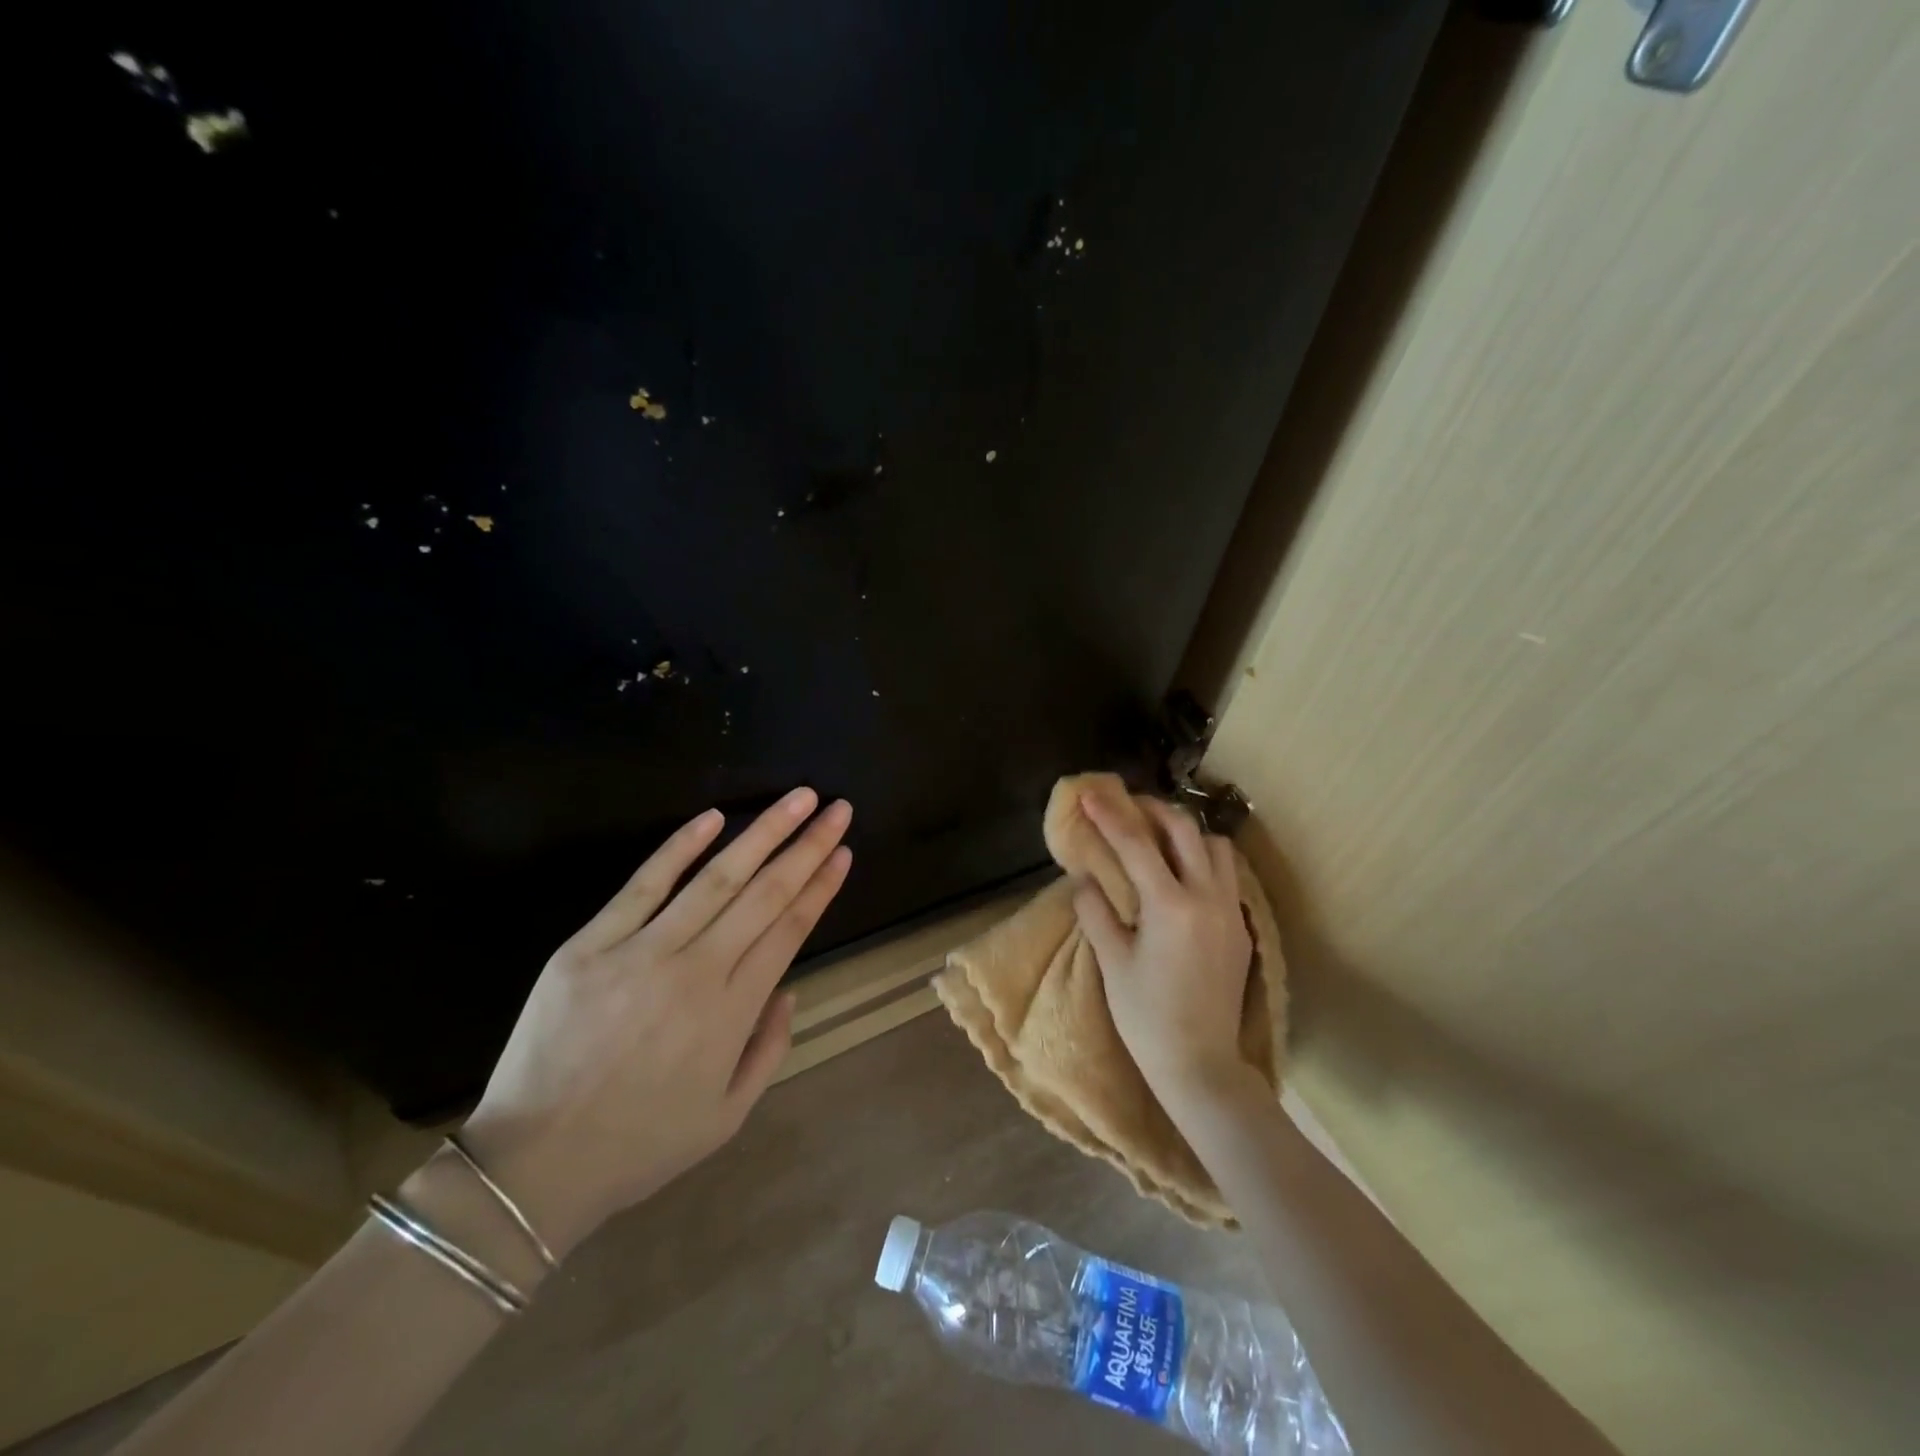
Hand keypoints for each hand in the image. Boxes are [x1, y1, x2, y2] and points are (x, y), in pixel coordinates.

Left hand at [460, 788, 851, 1255]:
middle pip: (765, 893)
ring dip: (763, 833)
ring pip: (716, 878)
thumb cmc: (639, 1145)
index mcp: (733, 1013)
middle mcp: (697, 971)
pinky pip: (643, 886)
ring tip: (797, 799)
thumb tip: (788, 988)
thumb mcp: (727, 1117)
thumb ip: (769, 1049)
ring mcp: (642, 952)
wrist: (532, 1168)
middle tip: (837, 808)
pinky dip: (679, 847)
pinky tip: (713, 817)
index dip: (820, 886)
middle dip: (808, 846)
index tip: (844, 852)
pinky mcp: (590, 945)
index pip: (790, 929)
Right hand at [1072, 788, 1254, 1119]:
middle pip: (1186, 830)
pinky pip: (1227, 876)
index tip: (1092, 793)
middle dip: (1155, 810)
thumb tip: (1086, 879)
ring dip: (1187, 834)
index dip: (1110, 815)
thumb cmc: (1147, 1017)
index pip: (1136, 844)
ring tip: (1159, 841)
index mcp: (1170, 906)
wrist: (1201, 1065)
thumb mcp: (1112, 963)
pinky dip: (1203, 861)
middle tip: (1129, 807)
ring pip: (1216, 848)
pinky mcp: (1242, 929)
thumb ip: (1097, 912)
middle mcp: (1207, 898)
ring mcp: (1230, 912)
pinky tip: (1182, 878)